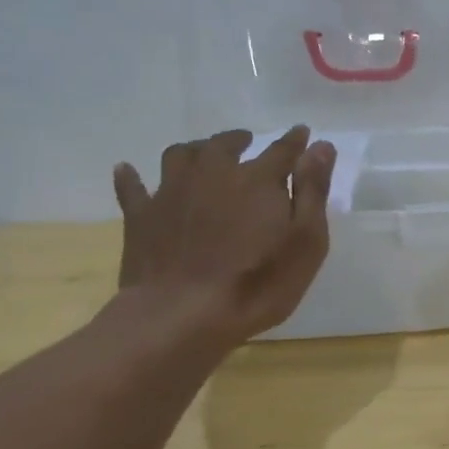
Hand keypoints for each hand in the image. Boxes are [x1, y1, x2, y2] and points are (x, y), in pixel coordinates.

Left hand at [112, 126, 334, 342]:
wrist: (182, 315)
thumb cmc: (258, 282)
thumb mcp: (306, 240)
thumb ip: (313, 190)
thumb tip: (321, 146)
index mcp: (257, 180)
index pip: (282, 150)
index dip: (295, 141)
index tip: (302, 132)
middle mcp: (213, 174)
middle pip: (225, 145)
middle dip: (239, 139)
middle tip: (247, 141)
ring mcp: (172, 193)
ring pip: (180, 155)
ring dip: (195, 149)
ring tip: (203, 153)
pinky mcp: (141, 217)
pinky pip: (132, 188)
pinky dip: (131, 177)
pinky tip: (128, 170)